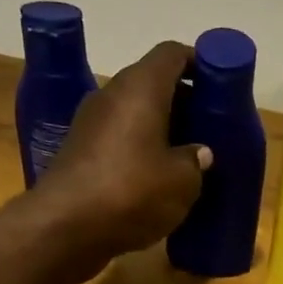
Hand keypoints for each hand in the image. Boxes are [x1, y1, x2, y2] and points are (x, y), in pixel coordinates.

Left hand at [35, 40, 209, 267]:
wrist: (64, 228)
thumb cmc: (131, 192)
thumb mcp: (182, 182)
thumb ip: (196, 161)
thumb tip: (198, 153)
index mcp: (141, 88)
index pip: (172, 54)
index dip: (198, 62)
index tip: (218, 83)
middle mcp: (112, 95)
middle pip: (152, 83)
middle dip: (183, 101)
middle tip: (209, 125)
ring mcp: (90, 123)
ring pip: (134, 113)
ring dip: (161, 128)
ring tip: (187, 154)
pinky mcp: (79, 152)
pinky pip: (119, 138)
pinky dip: (140, 148)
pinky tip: (156, 176)